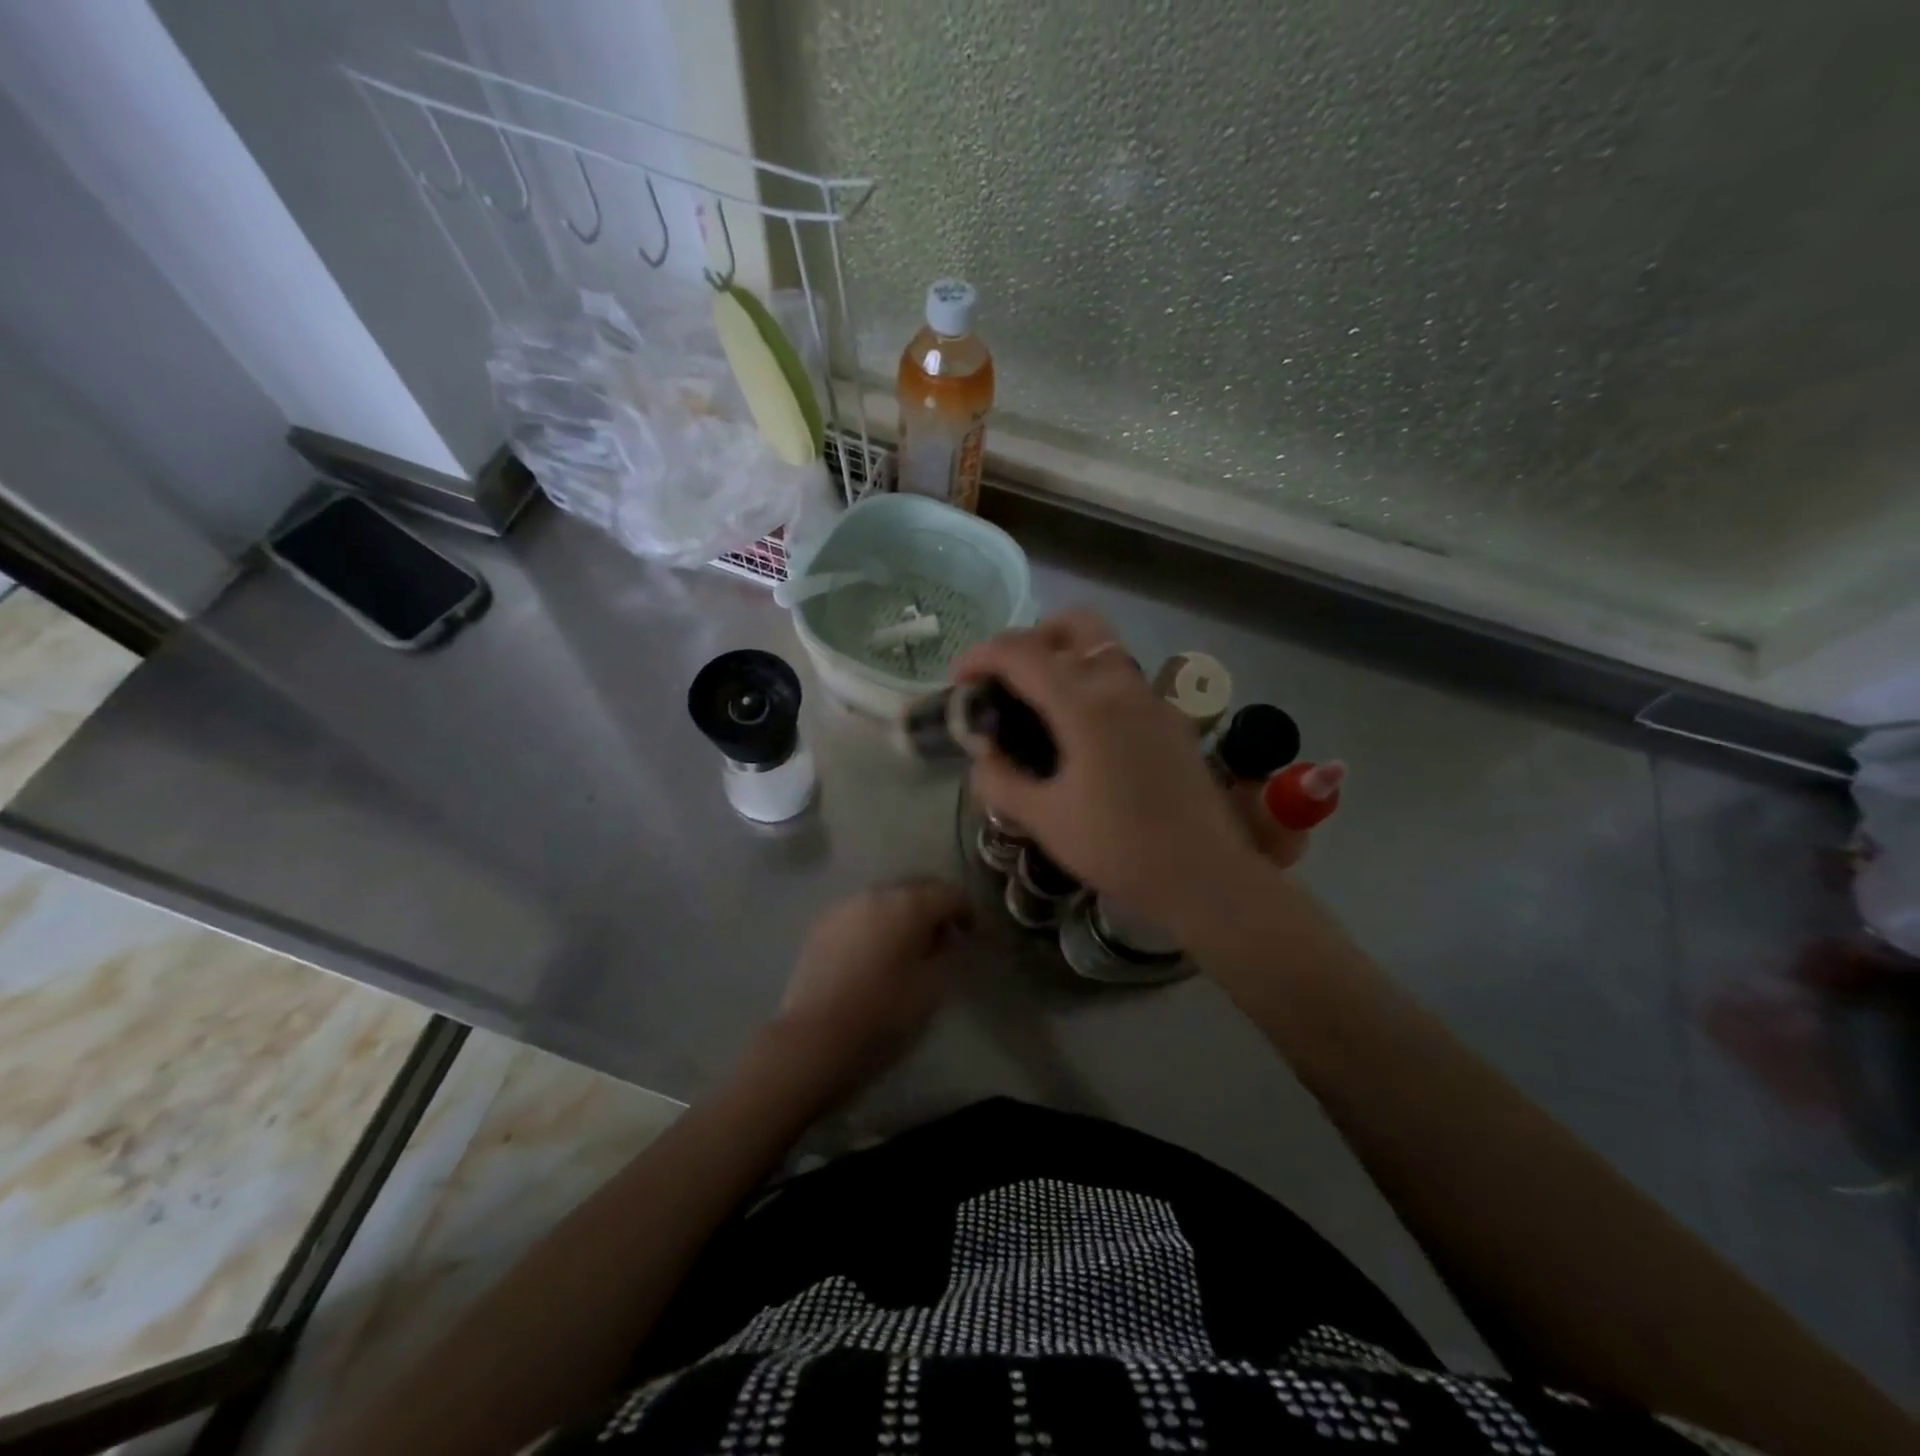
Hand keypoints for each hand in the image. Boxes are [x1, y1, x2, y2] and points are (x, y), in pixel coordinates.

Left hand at [771, 879, 970, 1093]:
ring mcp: (845, 906)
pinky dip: (876, 923)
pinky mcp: (822, 924)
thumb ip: (948, 954)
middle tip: (945, 938)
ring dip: (904, 914)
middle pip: (916, 888)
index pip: (949, 893)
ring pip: (886, 898)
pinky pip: (860, 912)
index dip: (967, 910)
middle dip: (935, 907)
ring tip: (909, 946)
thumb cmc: (884, 1013)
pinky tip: (877, 951)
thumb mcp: (932, 988)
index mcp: (909, 905)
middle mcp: (877, 893)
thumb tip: (949, 939)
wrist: (815, 1037)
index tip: (973, 934)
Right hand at [953, 610, 1257, 930]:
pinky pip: (1124, 679)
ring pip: (1104, 647)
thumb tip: (981, 753)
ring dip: (1065, 657)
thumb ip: (1001, 779)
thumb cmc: (1118, 849)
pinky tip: (1084, 733)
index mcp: (1085, 704)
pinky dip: (1093, 683)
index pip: (1021, 652)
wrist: (1204, 875)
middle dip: (1031, 638)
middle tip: (1007, 679)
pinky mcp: (1172, 717)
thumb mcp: (1044, 819)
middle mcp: (1121, 685)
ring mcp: (1153, 697)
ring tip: (1041, 704)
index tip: (959, 681)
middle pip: (1073, 625)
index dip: (980, 656)